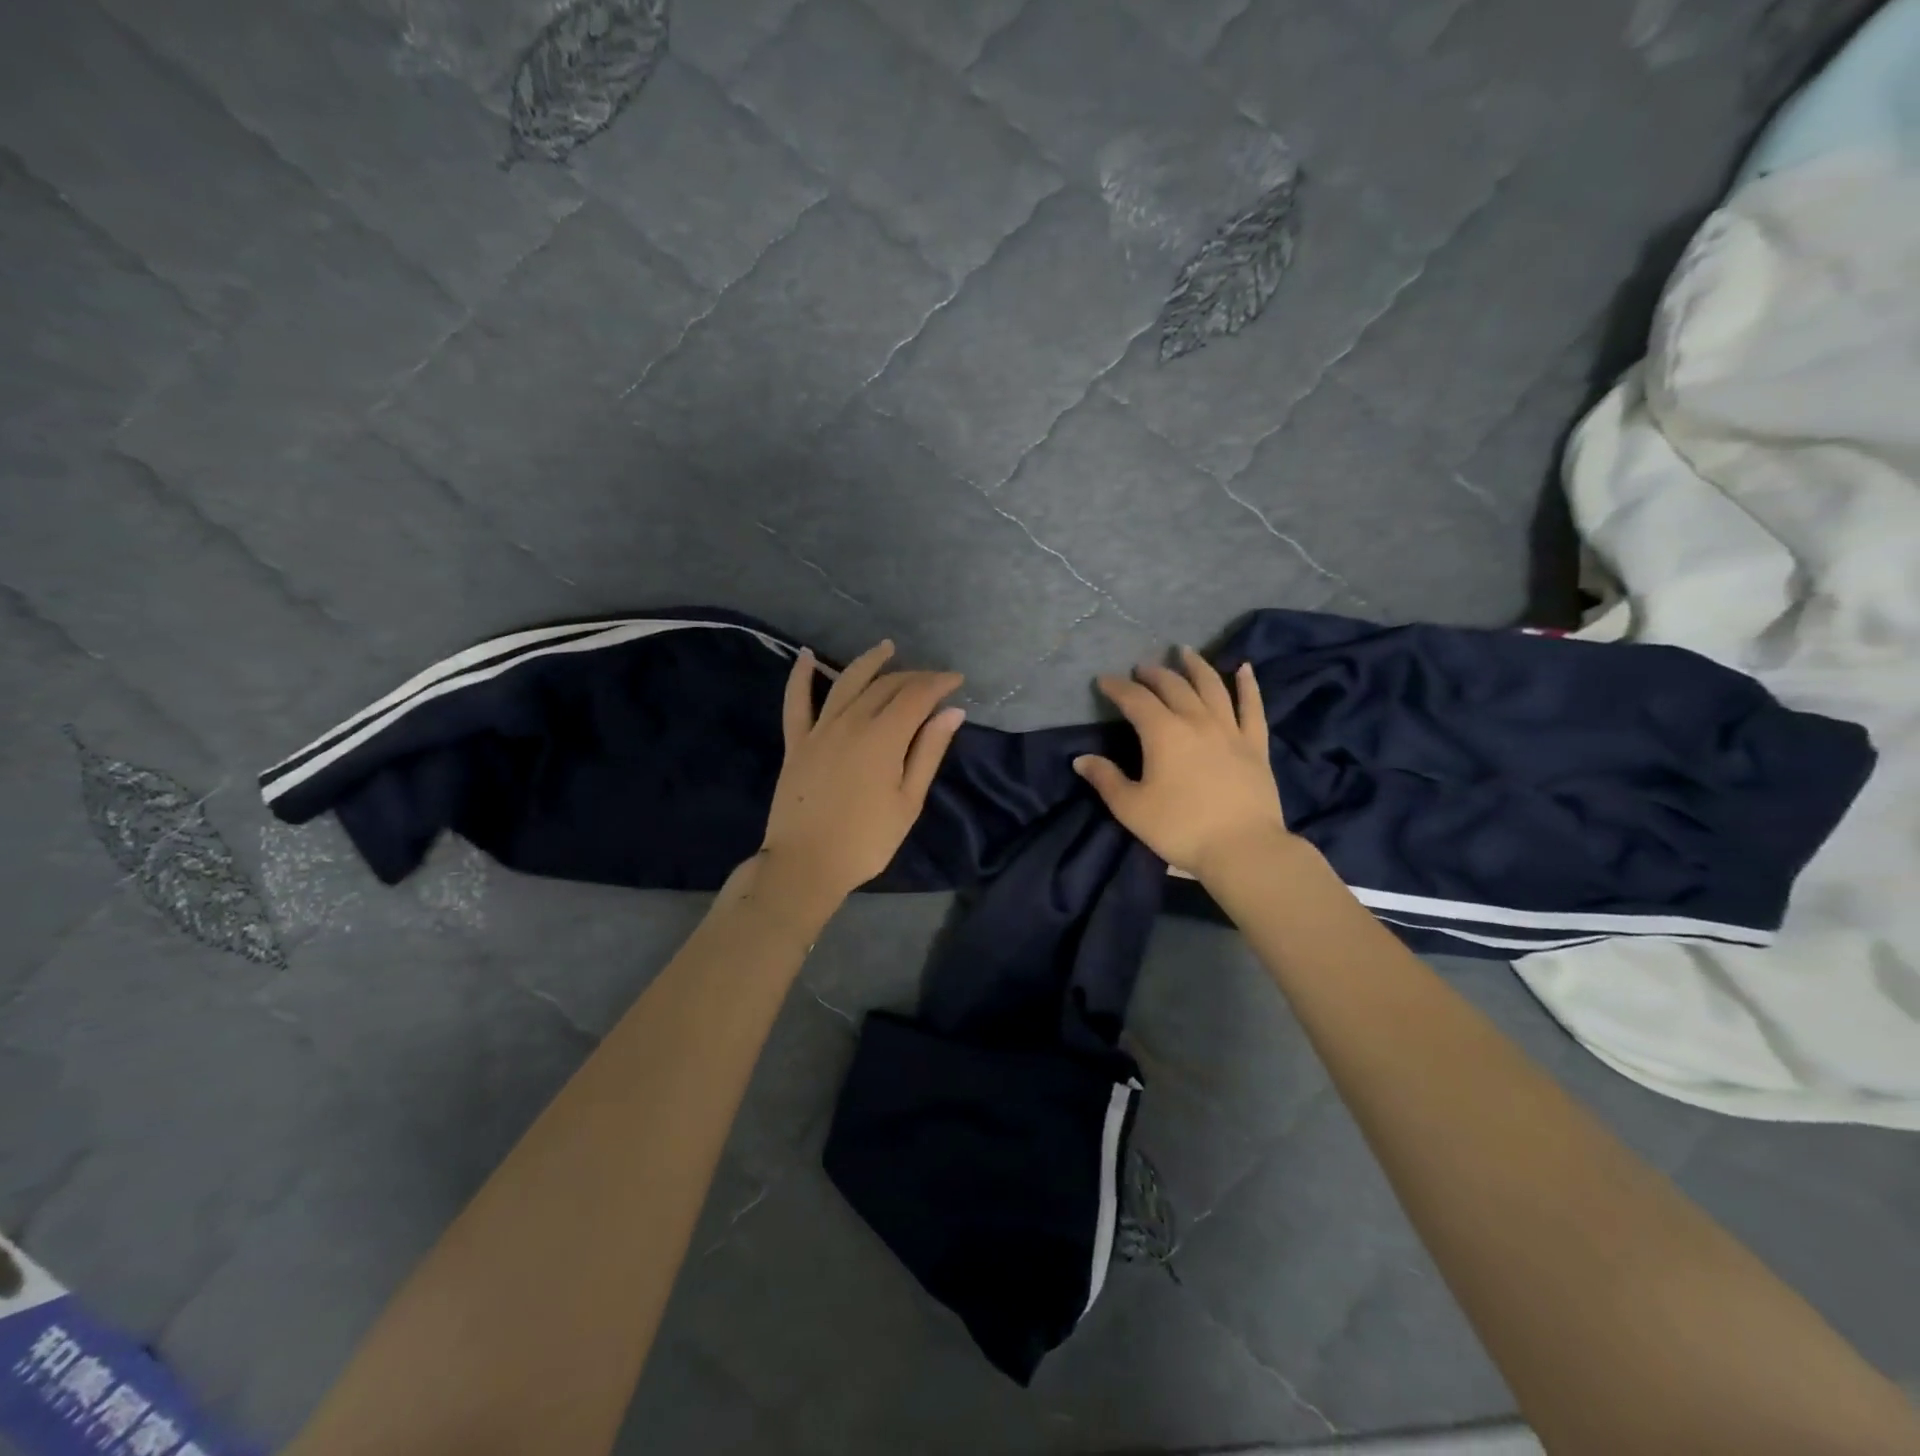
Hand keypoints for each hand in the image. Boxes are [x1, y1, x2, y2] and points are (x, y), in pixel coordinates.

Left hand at [755, 640, 964, 919]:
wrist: (805, 864)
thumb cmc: (866, 840)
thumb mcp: (908, 801)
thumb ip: (928, 752)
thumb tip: (952, 712)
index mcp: (883, 737)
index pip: (916, 696)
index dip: (939, 683)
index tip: (957, 681)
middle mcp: (851, 722)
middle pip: (885, 686)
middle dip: (913, 676)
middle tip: (932, 680)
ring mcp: (819, 729)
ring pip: (846, 682)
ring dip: (869, 662)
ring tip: (886, 648)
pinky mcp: (796, 742)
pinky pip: (796, 701)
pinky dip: (801, 676)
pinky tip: (806, 656)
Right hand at [1074, 647, 1291, 881]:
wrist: (1243, 848)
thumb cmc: (1180, 828)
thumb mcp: (1132, 808)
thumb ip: (1106, 780)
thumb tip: (1081, 760)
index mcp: (1163, 733)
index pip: (1135, 700)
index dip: (1118, 687)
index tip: (1104, 680)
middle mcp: (1196, 721)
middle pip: (1173, 687)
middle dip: (1154, 674)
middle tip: (1141, 668)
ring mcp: (1230, 730)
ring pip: (1212, 687)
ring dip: (1196, 666)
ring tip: (1185, 652)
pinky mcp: (1255, 745)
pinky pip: (1252, 707)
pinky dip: (1248, 685)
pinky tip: (1245, 669)